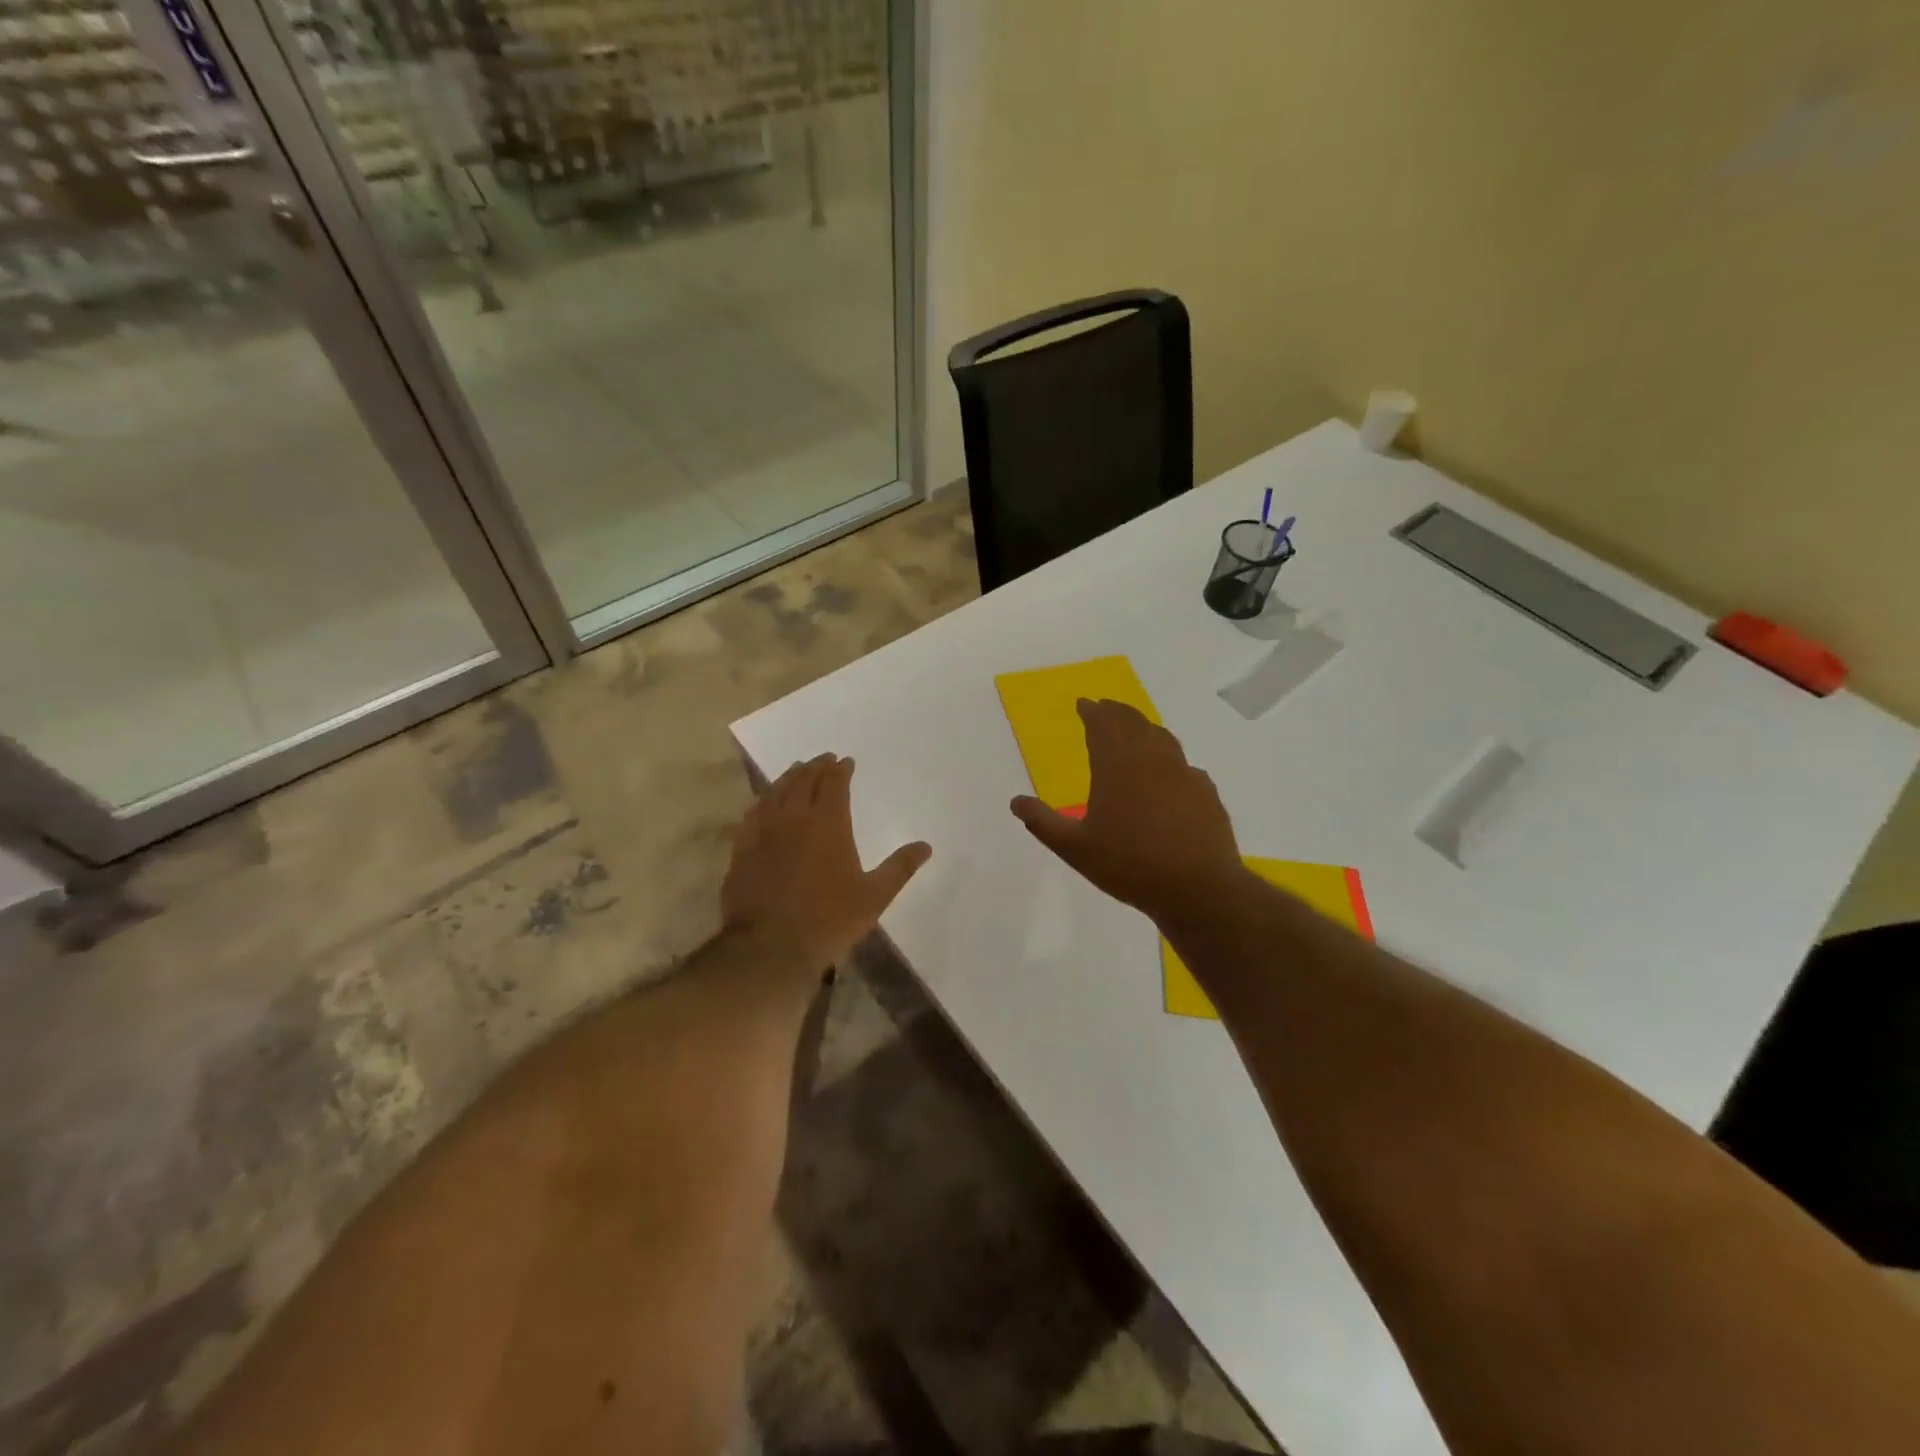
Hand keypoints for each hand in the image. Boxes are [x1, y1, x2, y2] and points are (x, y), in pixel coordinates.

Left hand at [724, 753, 931, 972]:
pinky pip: (753, 812)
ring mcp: (764, 831)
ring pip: (776, 792)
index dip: (840, 770)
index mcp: (828, 823)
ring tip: (797, 770)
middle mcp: (794, 818)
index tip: (845, 762)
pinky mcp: (742, 849)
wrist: (770, 946)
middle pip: (803, 781)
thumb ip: (899, 868)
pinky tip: (764, 802)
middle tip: (823, 759)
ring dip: (789, 777)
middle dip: (816, 767)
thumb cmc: (829, 920)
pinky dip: (763, 800)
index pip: (834, 784)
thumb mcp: (874, 896)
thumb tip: (925, 846)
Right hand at [1010, 700, 1244, 923]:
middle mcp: (1151, 759)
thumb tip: (1016, 801)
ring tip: (1135, 728)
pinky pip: (1184, 764)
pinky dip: (1170, 758)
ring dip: (1144, 727)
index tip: (1083, 703)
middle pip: (1133, 723)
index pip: (1102, 725)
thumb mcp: (1075, 848)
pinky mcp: (1205, 792)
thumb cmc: (1129, 865)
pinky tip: (1169, 772)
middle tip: (1105, 706)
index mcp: (1116, 766)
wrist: (1197, 887)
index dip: (1091, 711)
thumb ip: (1043, 822)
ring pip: (1162, 738)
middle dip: (1116, 712)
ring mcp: (1183, 773)